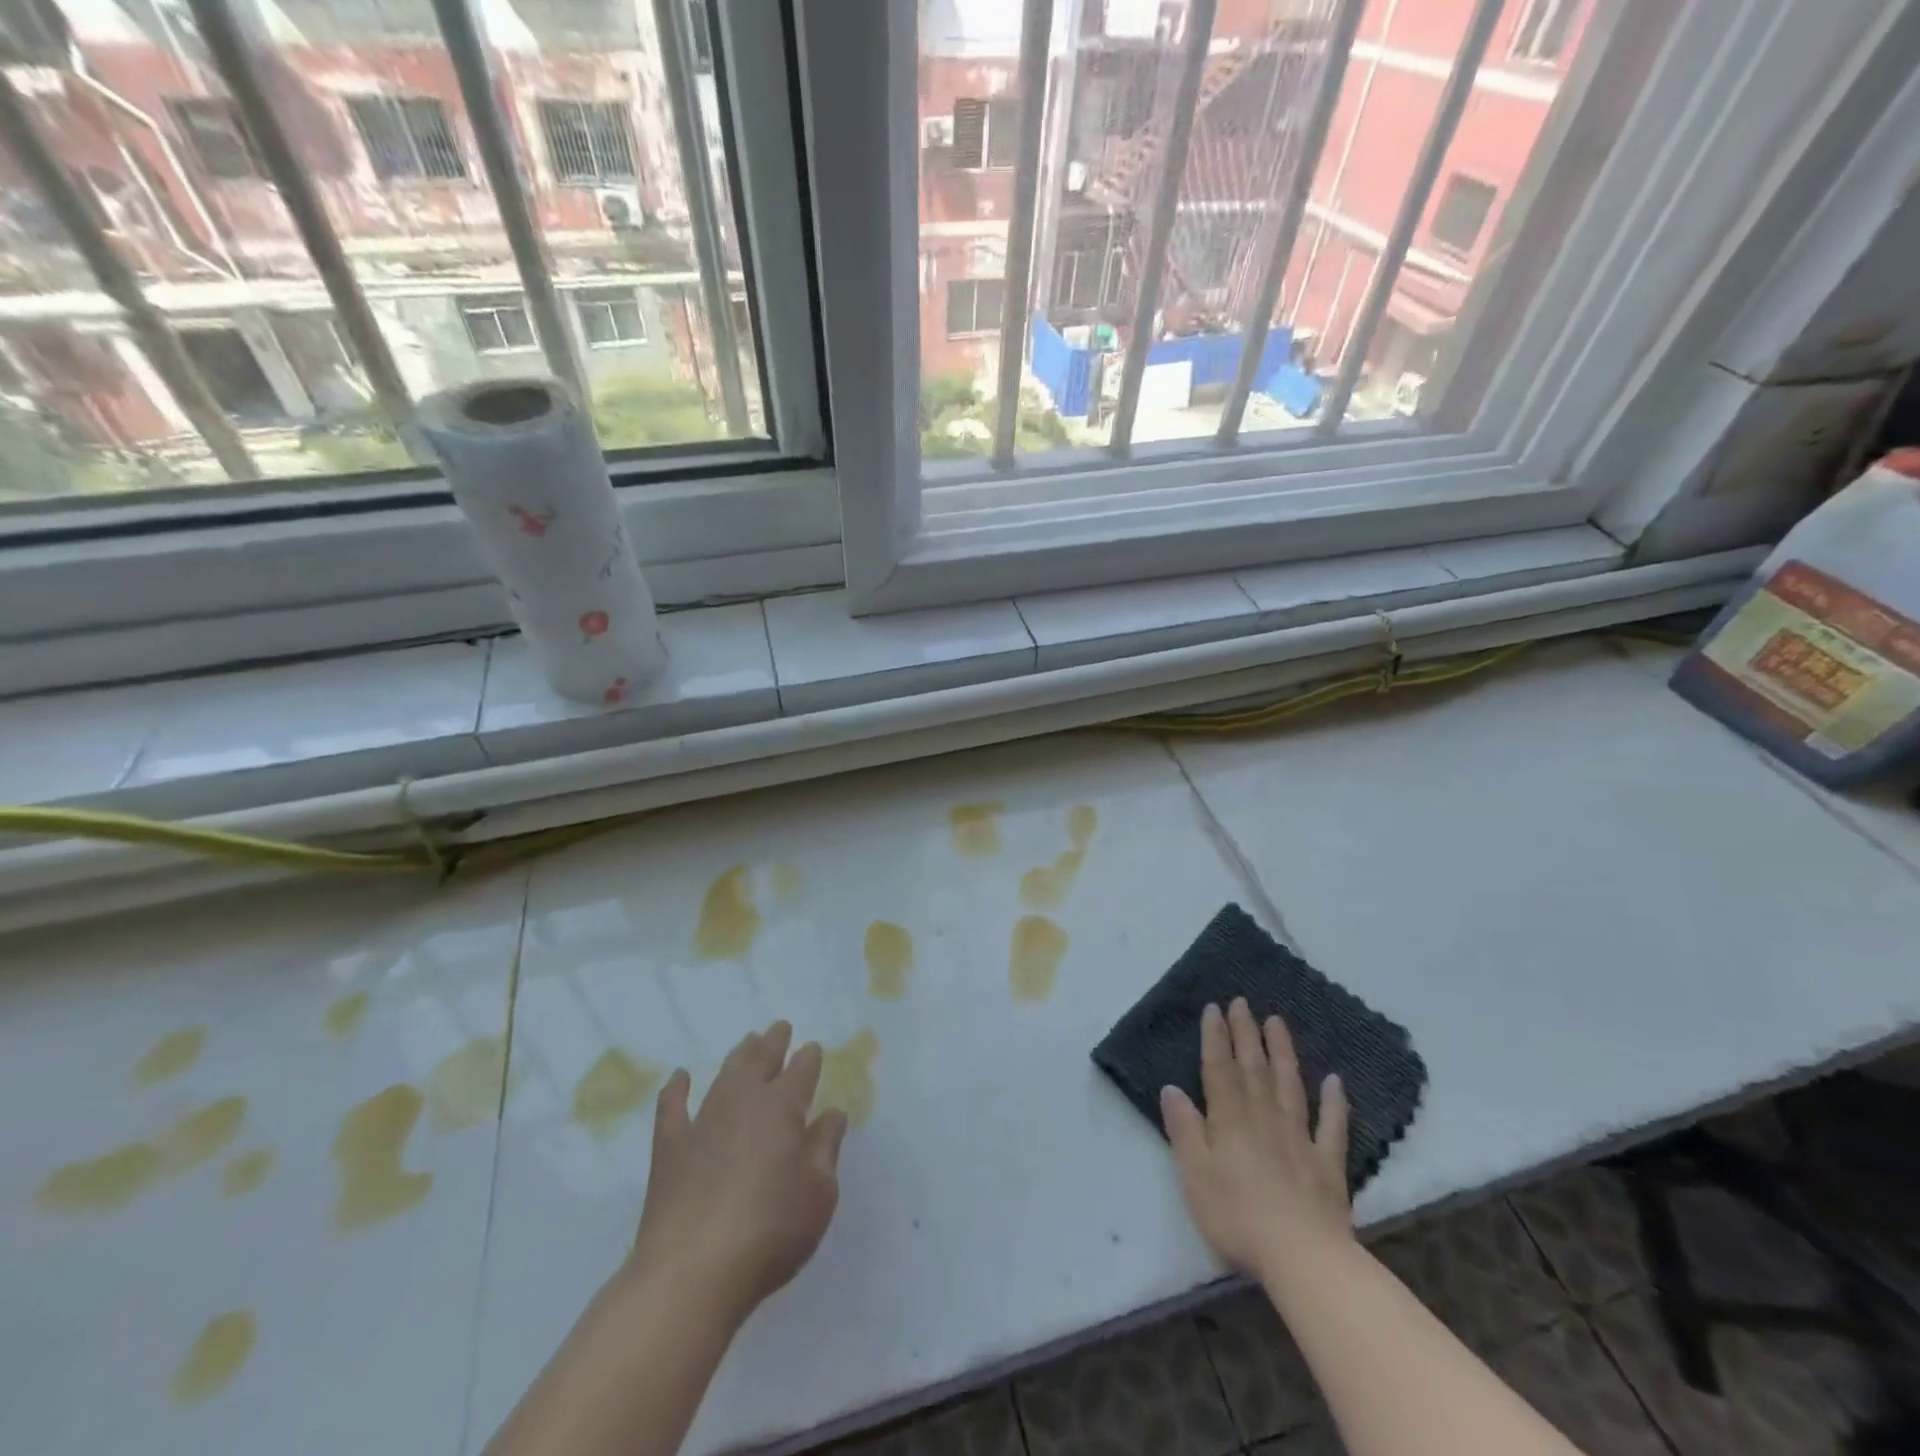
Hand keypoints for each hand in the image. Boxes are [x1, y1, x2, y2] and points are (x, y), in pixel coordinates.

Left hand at [627, 1021, 848, 1324]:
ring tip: (747, 1041)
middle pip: (761, 1062)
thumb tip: (832, 1112)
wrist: (692, 1272)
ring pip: (725, 1075)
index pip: (800, 1072)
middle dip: (773, 1042)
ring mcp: (703, 1122)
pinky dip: (676, 1089)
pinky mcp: (669, 1148)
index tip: (812, 1047)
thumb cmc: (771, 1231)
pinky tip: (680, 1076)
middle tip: (779, 1026)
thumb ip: (826, 1147)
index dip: (808, 1058)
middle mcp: (743, 1103)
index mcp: (783, 1108)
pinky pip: (672, 1108)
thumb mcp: (819, 1193)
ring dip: (738, 1056)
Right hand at [1161, 999, 1352, 1283]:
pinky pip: (1332, 1126)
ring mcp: (1299, 1138)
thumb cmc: (1236, 1216)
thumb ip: (1184, 1129)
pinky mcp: (1327, 1164)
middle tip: (1242, 1001)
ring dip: (1282, 1052)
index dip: (1215, 1038)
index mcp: (1229, 1120)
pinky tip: (1335, 1081)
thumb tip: (1172, 1088)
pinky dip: (1334, 1102)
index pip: (1219, 1069)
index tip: (1214, 1008)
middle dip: (1245, 1033)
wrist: (1301, 1257)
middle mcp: (1263, 1118)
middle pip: (1253, 1068)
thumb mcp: (1194, 1174)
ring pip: (1289, 1085)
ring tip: (1277, 1022)